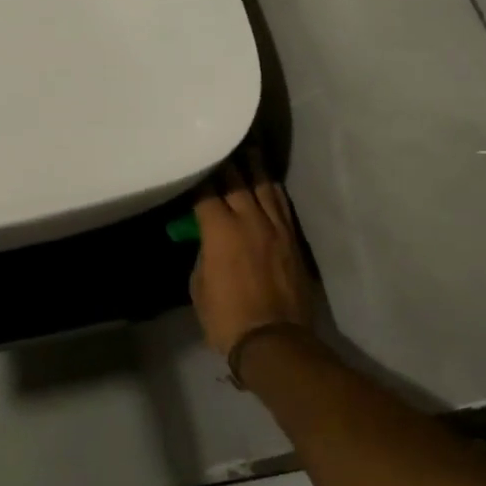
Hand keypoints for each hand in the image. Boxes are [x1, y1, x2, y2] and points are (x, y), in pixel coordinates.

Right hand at [190, 150, 315, 360]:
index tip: (192, 164)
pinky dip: (273, 189)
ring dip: (254, 167)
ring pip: (264, 187)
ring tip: (249, 148)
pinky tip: (269, 180)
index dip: (198, 176)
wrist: (275, 341)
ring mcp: (275, 228)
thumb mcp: (199, 285)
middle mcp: (248, 220)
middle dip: (226, 162)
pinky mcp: (292, 239)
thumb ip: (203, 254)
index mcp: (219, 230)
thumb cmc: (226, 318)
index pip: (206, 192)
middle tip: (220, 144)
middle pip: (236, 181)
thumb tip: (208, 241)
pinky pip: (282, 205)